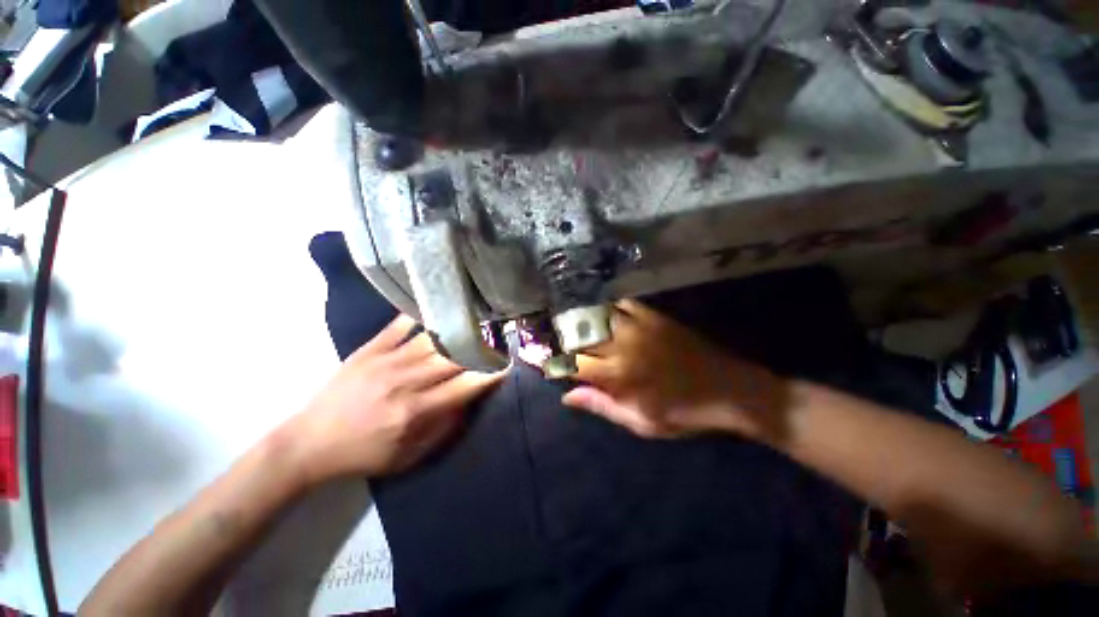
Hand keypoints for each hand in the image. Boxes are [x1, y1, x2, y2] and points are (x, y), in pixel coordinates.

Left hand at [285, 315, 503, 481]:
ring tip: (473, 324)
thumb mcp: (407, 458)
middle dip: (479, 348)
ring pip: (432, 339)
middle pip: (453, 357)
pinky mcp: (369, 350)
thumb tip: (468, 401)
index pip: (464, 386)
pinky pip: (399, 326)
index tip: (506, 365)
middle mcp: (405, 382)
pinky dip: (419, 317)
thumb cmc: (363, 455)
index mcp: (415, 412)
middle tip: (495, 340)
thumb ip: (443, 430)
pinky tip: (434, 312)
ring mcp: (386, 361)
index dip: (489, 374)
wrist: (308, 443)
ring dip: (457, 331)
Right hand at [563, 300, 788, 441]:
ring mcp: (637, 327)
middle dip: (562, 340)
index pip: (572, 364)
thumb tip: (567, 397)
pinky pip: (622, 304)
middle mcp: (621, 346)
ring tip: (574, 327)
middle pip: (580, 337)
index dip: (554, 363)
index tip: (541, 362)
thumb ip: (601, 405)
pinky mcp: (653, 316)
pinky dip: (608, 308)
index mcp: (617, 375)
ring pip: (597, 316)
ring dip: (582, 321)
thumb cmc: (683, 414)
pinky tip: (604, 314)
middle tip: (554, 342)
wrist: (729, 390)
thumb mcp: (640, 422)